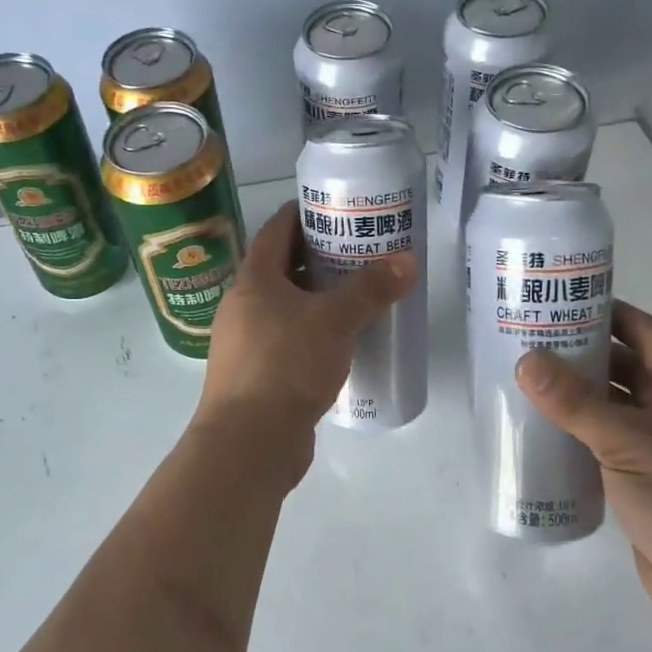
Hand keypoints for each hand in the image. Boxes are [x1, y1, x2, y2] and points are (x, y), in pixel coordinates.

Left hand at [194, 202, 415, 452]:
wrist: (249, 442)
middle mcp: (244, 306)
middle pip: (283, 269)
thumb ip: (370, 289)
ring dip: (319, 299)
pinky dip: (315, 335)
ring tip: (360, 294)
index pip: (276, 230)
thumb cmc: (286, 365)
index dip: (303, 213)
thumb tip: (408, 260)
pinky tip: (344, 343)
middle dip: (320, 258)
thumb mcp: (334, 320)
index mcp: (254, 281)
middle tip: (361, 251)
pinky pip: (290, 342)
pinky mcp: (258, 376)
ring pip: (287, 308)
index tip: (336, 208)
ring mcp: (247, 343)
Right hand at [515, 300, 651, 649]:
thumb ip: (575, 402)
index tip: (564, 303)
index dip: (612, 313)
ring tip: (528, 385)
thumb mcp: (628, 443)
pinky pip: (611, 449)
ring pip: (618, 411)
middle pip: (630, 369)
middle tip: (532, 343)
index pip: (649, 333)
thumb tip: (526, 360)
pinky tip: (546, 438)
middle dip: (586, 354)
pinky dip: (582, 438)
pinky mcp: (651, 488)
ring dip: (580, 398)